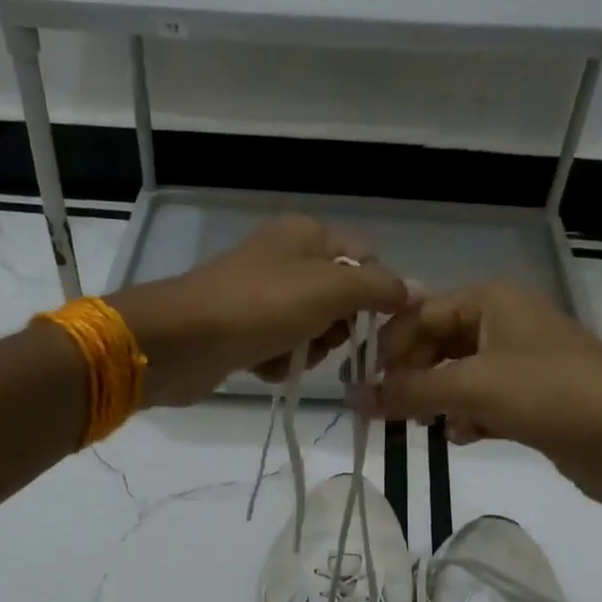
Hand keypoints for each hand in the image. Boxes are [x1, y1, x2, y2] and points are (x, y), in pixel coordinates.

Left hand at [111, 215, 416, 407]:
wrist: (182, 341)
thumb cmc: (261, 306)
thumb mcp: (330, 290)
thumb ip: (379, 289)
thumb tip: (418, 290)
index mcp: (307, 235)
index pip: (366, 260)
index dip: (377, 293)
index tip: (379, 326)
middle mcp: (285, 258)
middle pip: (341, 298)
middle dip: (337, 327)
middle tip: (320, 337)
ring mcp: (261, 294)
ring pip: (313, 328)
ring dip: (308, 348)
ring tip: (287, 353)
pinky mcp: (243, 329)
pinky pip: (282, 348)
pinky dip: (280, 361)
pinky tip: (264, 366)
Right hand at [356, 280, 601, 507]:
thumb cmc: (549, 394)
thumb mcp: (471, 386)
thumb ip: (408, 391)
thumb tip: (352, 398)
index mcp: (491, 300)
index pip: (420, 314)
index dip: (389, 348)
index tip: (363, 385)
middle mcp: (504, 322)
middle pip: (438, 344)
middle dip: (413, 377)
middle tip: (389, 410)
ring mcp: (521, 361)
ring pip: (458, 376)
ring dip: (438, 400)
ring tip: (426, 426)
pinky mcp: (533, 398)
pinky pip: (483, 401)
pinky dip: (467, 416)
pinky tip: (463, 437)